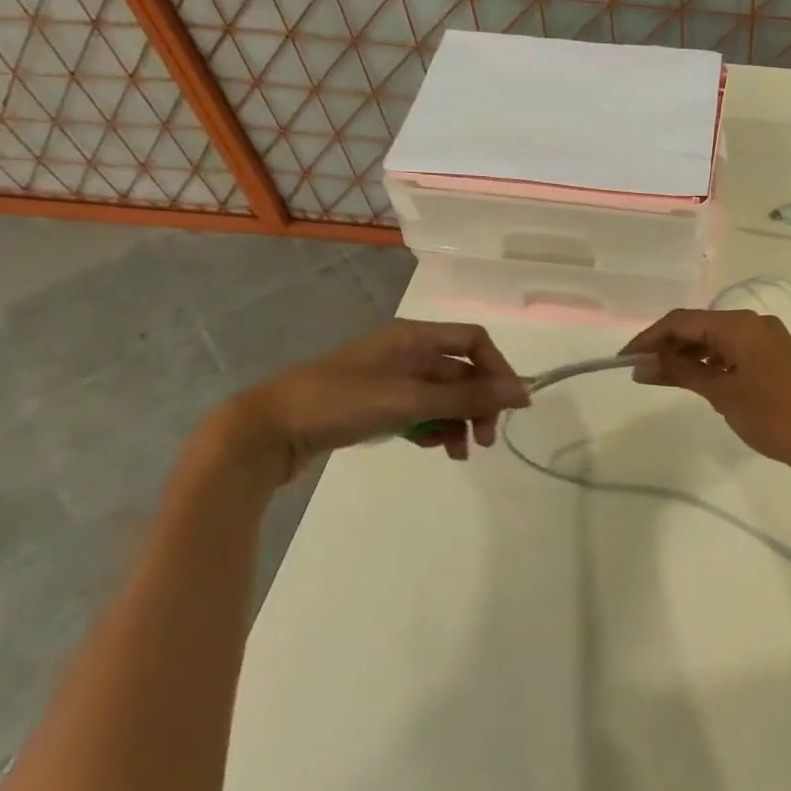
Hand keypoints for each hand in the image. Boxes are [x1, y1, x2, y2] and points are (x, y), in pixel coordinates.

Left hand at [227, 320, 529, 480]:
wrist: (268, 431)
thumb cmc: (340, 404)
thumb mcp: (409, 400)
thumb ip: (467, 398)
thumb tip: (522, 391)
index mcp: (413, 337)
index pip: (474, 342)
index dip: (498, 370)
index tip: (512, 406)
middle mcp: (406, 353)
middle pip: (461, 373)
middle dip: (479, 404)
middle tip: (486, 440)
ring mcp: (391, 380)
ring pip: (444, 397)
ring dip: (460, 421)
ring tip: (461, 453)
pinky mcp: (377, 405)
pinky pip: (421, 412)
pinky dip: (435, 429)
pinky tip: (435, 449)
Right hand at [619, 308, 790, 472]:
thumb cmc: (771, 415)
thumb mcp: (721, 393)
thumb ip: (681, 372)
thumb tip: (642, 365)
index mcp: (740, 325)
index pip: (682, 320)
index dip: (650, 338)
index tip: (624, 359)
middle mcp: (753, 322)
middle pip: (698, 325)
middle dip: (667, 345)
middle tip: (640, 371)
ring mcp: (767, 338)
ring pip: (715, 337)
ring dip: (687, 354)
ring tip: (661, 378)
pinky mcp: (774, 355)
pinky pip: (732, 349)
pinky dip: (710, 361)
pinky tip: (694, 378)